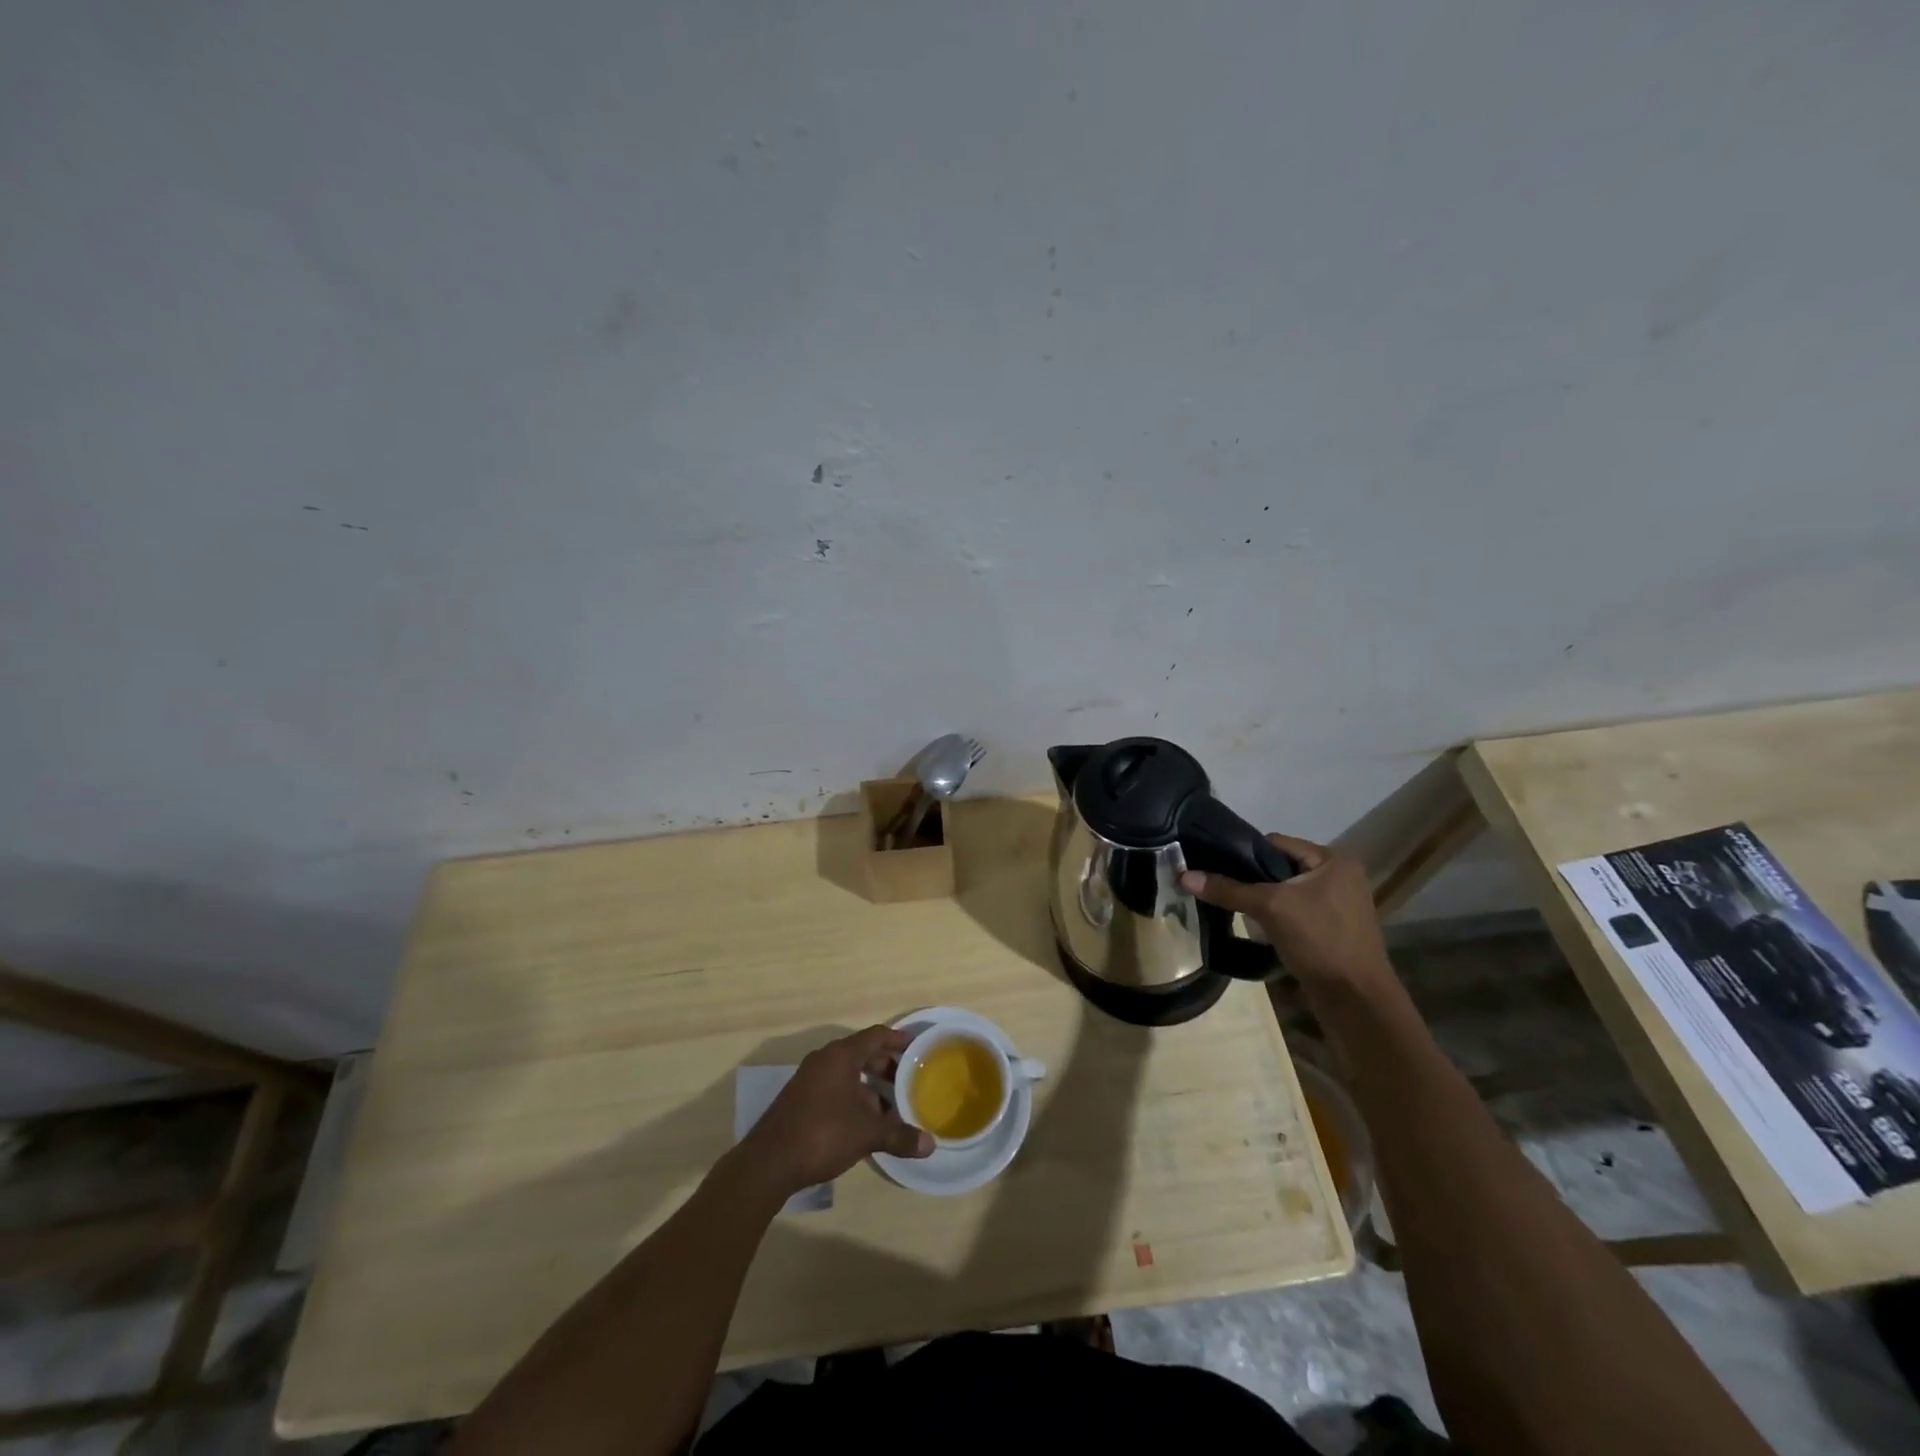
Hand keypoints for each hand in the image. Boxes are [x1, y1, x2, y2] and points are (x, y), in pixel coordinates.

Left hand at [736, 1026, 932, 1198]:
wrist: (768, 1163)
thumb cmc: (822, 1134)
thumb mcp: (867, 1134)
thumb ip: (899, 1136)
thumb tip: (930, 1145)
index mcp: (840, 1056)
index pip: (874, 1036)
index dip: (896, 1039)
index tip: (914, 1045)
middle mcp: (824, 1060)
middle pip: (861, 1053)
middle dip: (885, 1066)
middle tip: (907, 1079)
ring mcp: (809, 1080)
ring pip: (847, 1073)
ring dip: (869, 1086)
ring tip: (890, 1105)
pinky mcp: (800, 1100)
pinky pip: (834, 1088)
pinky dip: (853, 1097)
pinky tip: (864, 1122)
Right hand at [1179, 833, 1392, 987]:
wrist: (1355, 999)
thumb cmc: (1319, 940)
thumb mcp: (1270, 908)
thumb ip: (1228, 889)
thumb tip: (1183, 876)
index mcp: (1333, 860)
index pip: (1276, 843)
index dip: (1244, 853)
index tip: (1215, 866)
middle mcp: (1339, 876)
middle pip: (1280, 867)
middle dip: (1251, 879)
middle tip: (1220, 888)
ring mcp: (1337, 904)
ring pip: (1286, 892)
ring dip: (1262, 900)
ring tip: (1234, 909)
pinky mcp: (1331, 929)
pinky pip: (1294, 912)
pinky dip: (1275, 917)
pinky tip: (1256, 928)